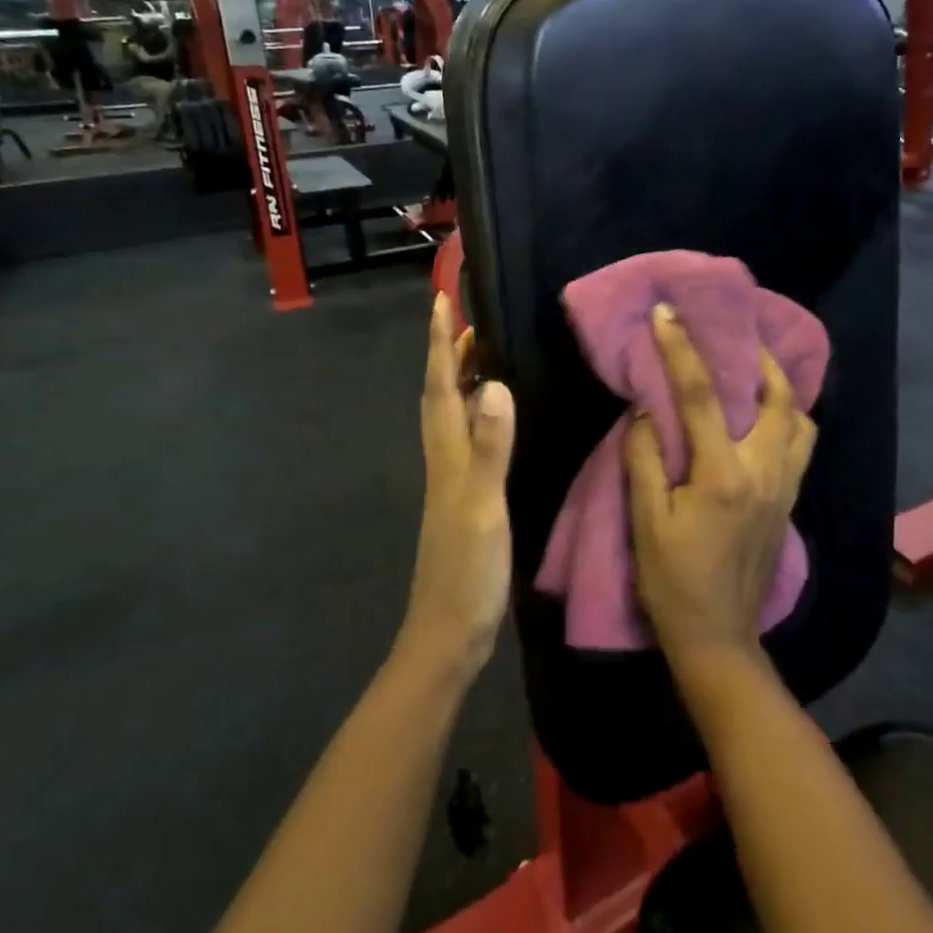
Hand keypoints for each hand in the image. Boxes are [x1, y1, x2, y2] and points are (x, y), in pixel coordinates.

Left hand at [402, 293, 515, 676]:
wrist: (449, 633)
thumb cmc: (466, 571)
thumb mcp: (483, 506)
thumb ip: (489, 447)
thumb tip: (493, 384)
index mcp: (446, 455)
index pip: (438, 385)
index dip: (440, 342)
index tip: (441, 300)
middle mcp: (443, 460)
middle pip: (439, 395)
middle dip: (447, 353)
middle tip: (466, 320)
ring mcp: (452, 481)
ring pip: (450, 416)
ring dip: (459, 380)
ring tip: (481, 356)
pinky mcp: (465, 499)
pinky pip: (467, 440)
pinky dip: (476, 415)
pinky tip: (494, 420)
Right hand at [625, 304, 816, 673]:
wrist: (718, 637)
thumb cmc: (673, 581)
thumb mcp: (646, 522)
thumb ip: (645, 460)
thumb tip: (647, 412)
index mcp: (723, 474)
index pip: (702, 396)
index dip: (682, 349)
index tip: (667, 313)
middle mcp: (764, 472)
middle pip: (777, 397)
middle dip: (759, 357)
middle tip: (736, 336)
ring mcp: (784, 487)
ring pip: (800, 420)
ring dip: (781, 388)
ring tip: (755, 373)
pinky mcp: (789, 503)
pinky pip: (800, 445)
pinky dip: (788, 418)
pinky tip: (765, 417)